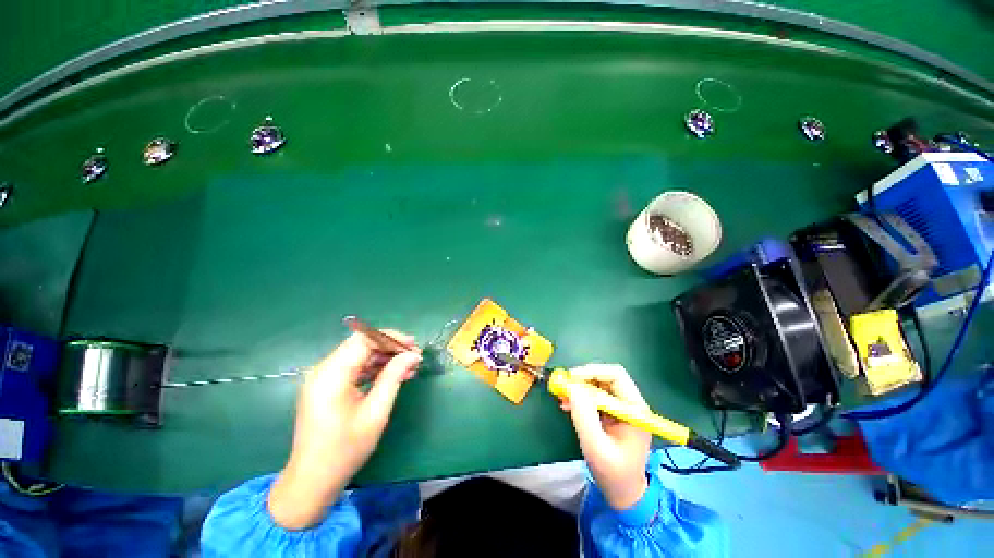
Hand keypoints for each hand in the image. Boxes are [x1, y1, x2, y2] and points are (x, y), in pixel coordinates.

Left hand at [268, 331, 421, 529]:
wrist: (312, 481)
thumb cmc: (345, 450)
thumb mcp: (375, 412)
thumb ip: (393, 377)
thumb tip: (412, 355)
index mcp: (331, 375)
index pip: (364, 340)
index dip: (391, 338)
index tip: (413, 346)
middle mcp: (323, 370)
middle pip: (361, 344)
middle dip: (390, 347)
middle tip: (414, 356)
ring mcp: (323, 379)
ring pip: (359, 355)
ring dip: (385, 358)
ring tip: (409, 367)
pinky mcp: (326, 387)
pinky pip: (354, 368)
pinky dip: (374, 369)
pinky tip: (394, 376)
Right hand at [560, 364, 651, 510]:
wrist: (623, 493)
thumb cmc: (613, 473)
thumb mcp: (596, 447)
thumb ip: (584, 416)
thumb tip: (572, 387)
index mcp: (635, 409)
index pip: (616, 376)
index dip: (592, 372)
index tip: (570, 378)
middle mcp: (630, 403)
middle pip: (606, 377)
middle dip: (583, 379)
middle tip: (563, 386)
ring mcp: (620, 407)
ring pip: (598, 384)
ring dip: (579, 388)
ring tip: (562, 397)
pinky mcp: (611, 413)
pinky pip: (594, 395)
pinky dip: (579, 397)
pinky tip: (567, 404)